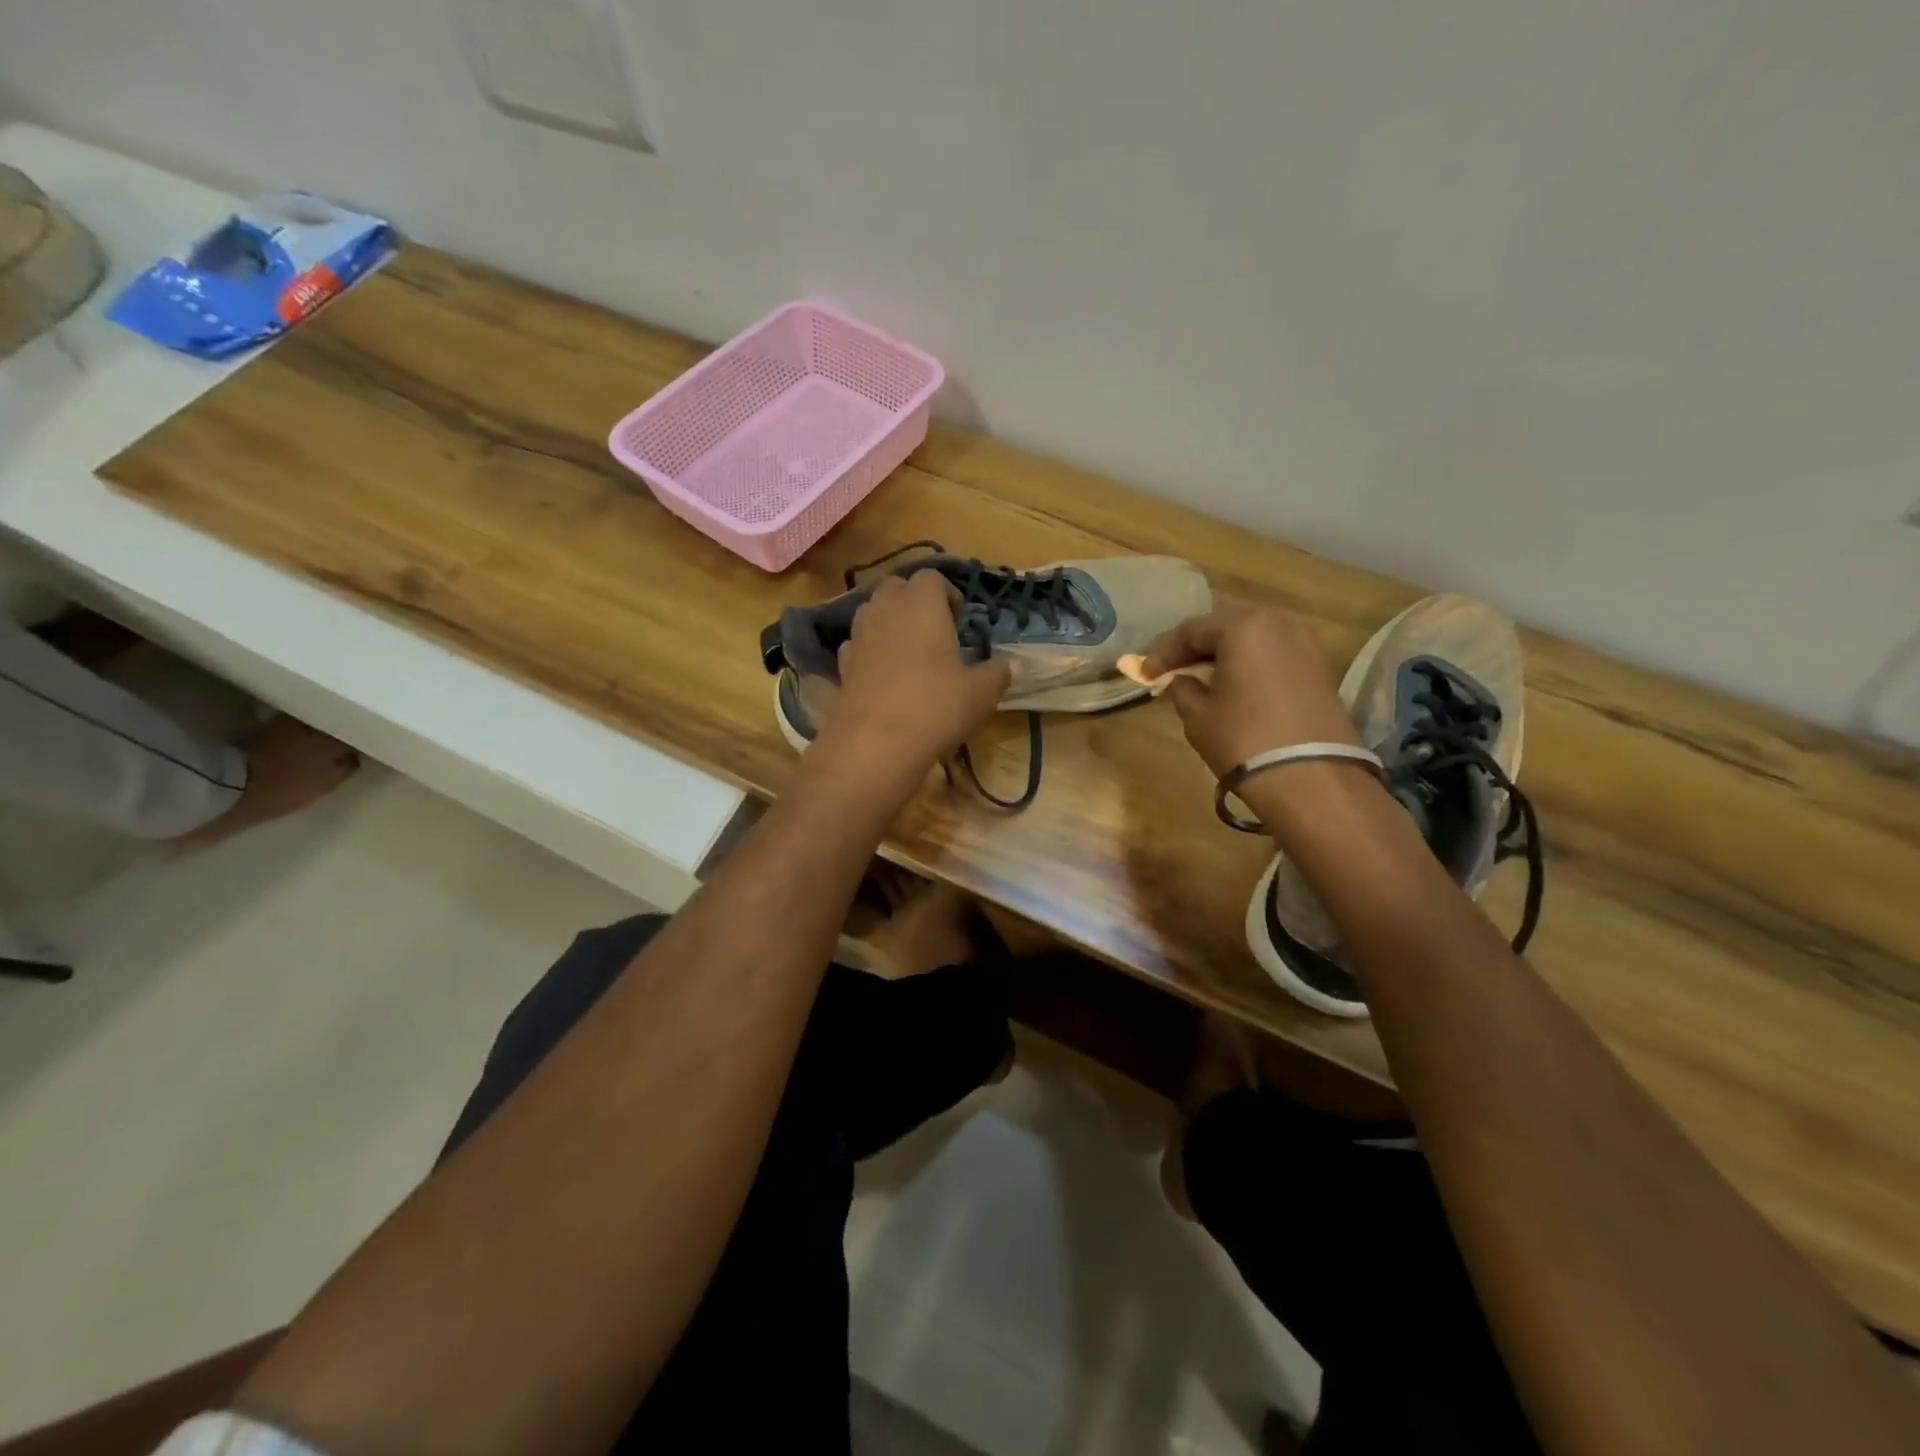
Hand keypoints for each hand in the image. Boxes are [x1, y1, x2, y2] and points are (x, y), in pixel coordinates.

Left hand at [817, 570, 1010, 783]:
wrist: (876, 743)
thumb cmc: (936, 706)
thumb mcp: (981, 692)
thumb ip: (997, 673)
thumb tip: (1010, 666)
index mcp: (922, 603)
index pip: (932, 577)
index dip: (948, 593)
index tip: (960, 619)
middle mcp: (886, 609)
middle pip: (896, 587)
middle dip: (914, 601)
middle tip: (935, 630)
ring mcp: (858, 635)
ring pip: (872, 612)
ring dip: (890, 622)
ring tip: (910, 651)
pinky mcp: (842, 664)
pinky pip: (857, 644)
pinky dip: (871, 650)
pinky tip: (885, 675)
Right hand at [1143, 603, 1361, 777]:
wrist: (1312, 778)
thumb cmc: (1244, 739)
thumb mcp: (1197, 715)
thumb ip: (1181, 688)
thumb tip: (1179, 680)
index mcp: (1244, 626)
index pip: (1192, 629)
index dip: (1163, 652)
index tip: (1145, 673)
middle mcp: (1278, 622)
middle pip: (1225, 627)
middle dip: (1195, 647)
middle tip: (1171, 669)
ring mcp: (1305, 642)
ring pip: (1252, 638)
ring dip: (1224, 654)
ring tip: (1201, 676)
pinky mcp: (1320, 666)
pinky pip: (1273, 653)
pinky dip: (1249, 663)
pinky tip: (1233, 684)